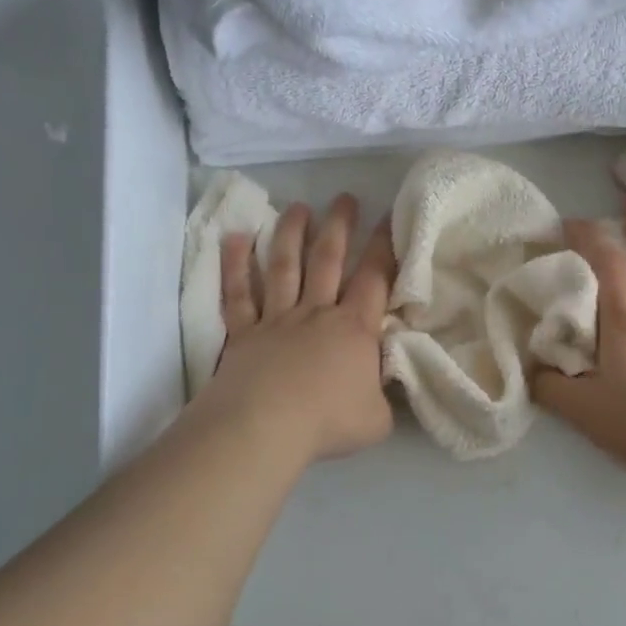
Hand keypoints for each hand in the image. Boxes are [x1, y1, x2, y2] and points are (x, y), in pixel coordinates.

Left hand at [196, 195, 396, 464]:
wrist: (266, 427)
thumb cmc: (327, 421)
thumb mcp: (377, 417)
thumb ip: (384, 396)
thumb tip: (385, 384)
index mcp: (354, 328)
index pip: (375, 278)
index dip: (385, 247)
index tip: (390, 216)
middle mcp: (316, 313)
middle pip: (328, 259)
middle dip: (339, 226)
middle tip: (345, 197)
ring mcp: (276, 318)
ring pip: (284, 266)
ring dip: (291, 233)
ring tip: (299, 207)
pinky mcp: (243, 332)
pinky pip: (237, 293)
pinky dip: (235, 265)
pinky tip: (236, 238)